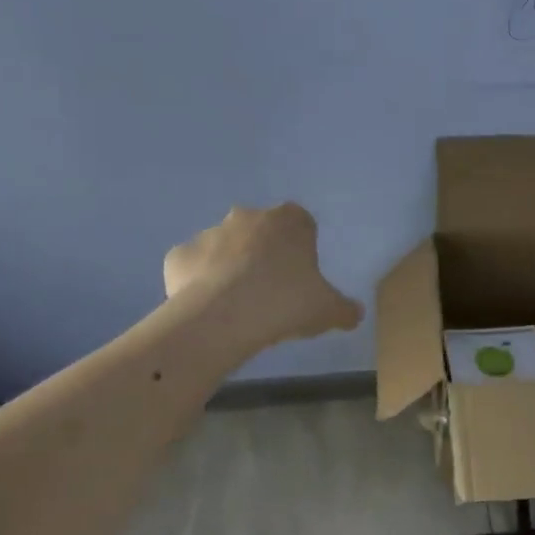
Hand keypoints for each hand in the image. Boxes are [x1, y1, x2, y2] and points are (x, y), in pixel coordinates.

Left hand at [164, 202, 364, 348]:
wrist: (223, 316)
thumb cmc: (284, 303)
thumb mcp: (327, 310)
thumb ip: (344, 309)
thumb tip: (356, 313)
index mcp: (288, 221)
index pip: (300, 224)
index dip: (300, 249)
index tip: (300, 276)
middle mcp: (247, 217)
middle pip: (259, 231)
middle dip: (262, 254)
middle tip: (269, 291)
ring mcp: (209, 233)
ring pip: (223, 248)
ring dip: (229, 268)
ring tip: (236, 306)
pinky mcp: (179, 255)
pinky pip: (192, 268)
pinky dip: (197, 283)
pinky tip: (207, 309)